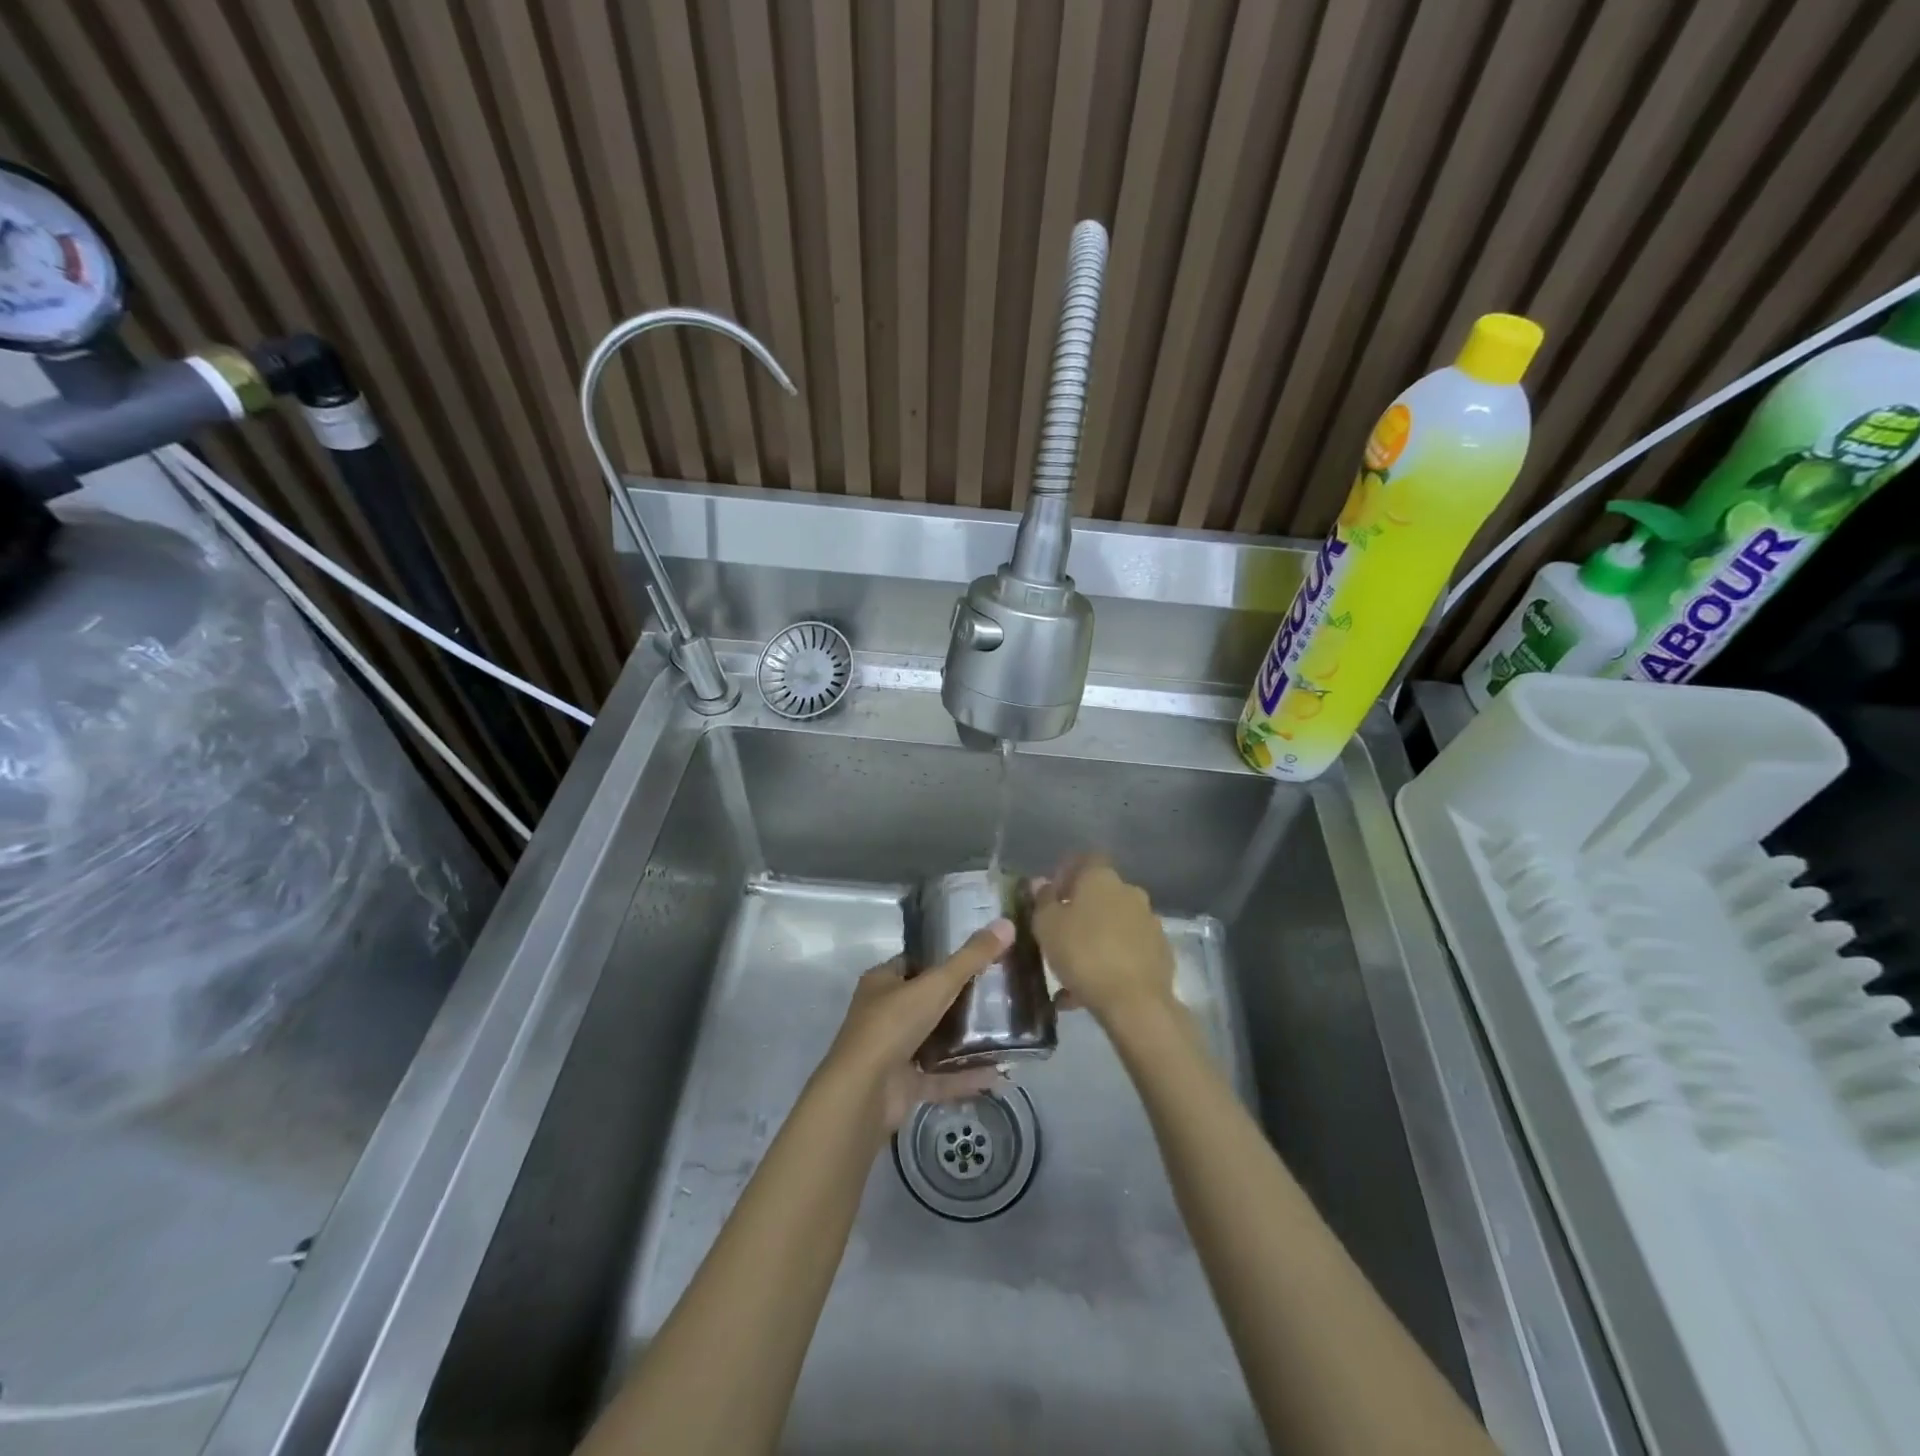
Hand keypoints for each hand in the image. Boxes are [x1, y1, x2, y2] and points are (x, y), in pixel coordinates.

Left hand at [822, 919, 1013, 1132]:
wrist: (864, 1092)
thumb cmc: (893, 1025)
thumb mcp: (936, 985)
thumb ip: (971, 958)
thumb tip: (1006, 924)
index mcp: (882, 983)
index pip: (913, 963)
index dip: (941, 960)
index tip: (976, 958)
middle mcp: (883, 1014)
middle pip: (924, 1002)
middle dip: (956, 1000)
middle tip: (995, 994)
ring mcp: (892, 1052)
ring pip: (931, 1040)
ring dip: (961, 1039)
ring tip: (1001, 1031)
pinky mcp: (902, 1086)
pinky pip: (939, 1077)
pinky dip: (964, 1076)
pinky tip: (996, 1073)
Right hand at [1032, 856, 1176, 1023]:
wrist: (1135, 1002)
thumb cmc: (1083, 953)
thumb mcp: (1047, 926)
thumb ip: (1043, 900)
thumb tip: (1042, 882)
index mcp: (1102, 878)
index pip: (1085, 860)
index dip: (1068, 873)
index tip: (1053, 896)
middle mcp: (1130, 892)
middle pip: (1101, 893)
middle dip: (1081, 910)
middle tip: (1061, 933)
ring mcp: (1149, 922)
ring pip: (1114, 925)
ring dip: (1095, 939)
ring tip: (1072, 971)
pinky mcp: (1160, 952)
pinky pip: (1128, 950)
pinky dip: (1111, 962)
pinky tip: (1091, 990)